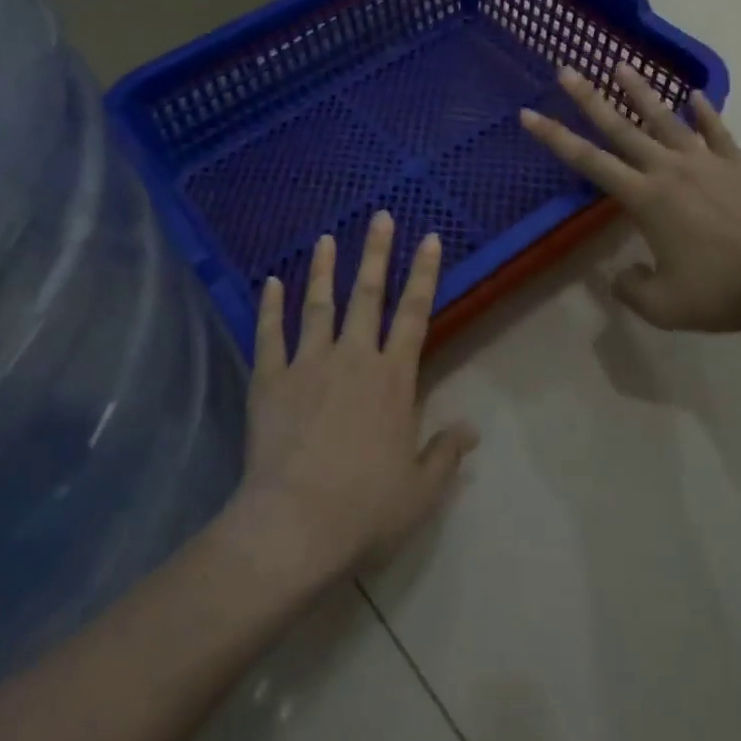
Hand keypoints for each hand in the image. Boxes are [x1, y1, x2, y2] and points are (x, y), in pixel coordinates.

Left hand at [222, 213, 477, 590]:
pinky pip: (270, 334)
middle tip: (380, 216)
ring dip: (324, 270)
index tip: (429, 238)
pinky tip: (270, 282)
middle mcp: (353, 358)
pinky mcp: (271, 379)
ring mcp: (308, 364)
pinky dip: (270, 307)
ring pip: (318, 305)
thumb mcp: (420, 490)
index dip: (423, 274)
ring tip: (326, 238)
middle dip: (376, 253)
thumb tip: (471, 428)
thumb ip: (445, 453)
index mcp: (392, 379)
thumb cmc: (366, 509)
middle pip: (368, 295)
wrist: (296, 524)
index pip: (414, 314)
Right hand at [520, 64, 740, 332]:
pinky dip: (705, 112)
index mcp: (645, 199)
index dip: (555, 138)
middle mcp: (669, 170)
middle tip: (566, 70)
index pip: (588, 162)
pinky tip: (695, 96)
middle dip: (589, 99)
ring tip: (621, 65)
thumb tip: (619, 275)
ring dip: (641, 92)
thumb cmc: (725, 291)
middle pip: (621, 128)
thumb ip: (631, 288)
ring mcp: (706, 162)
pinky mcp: (739, 165)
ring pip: (665, 119)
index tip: (528, 114)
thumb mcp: (665, 306)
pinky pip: (717, 131)